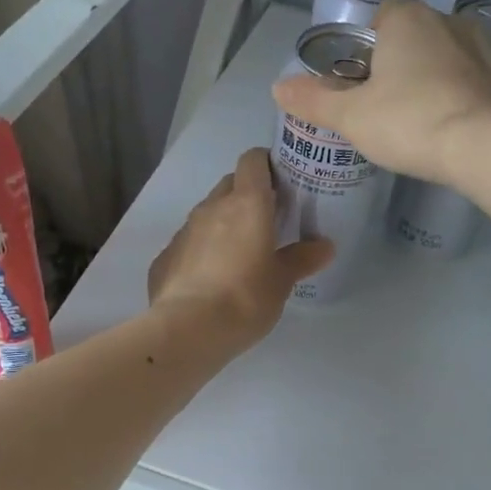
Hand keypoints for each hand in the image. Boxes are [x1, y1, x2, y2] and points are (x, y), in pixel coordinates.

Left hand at [148, 147, 333, 350]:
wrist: (187, 329)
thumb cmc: (245, 298)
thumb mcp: (282, 281)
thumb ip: (302, 259)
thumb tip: (325, 246)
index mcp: (246, 204)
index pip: (253, 161)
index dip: (267, 164)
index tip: (281, 183)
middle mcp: (212, 208)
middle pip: (230, 184)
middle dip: (247, 195)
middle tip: (266, 222)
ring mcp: (184, 231)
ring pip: (207, 214)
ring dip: (223, 224)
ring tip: (239, 254)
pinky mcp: (165, 257)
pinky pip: (189, 244)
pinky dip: (201, 252)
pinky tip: (210, 280)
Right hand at [272, 0, 490, 183]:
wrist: (483, 146)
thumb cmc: (409, 120)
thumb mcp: (351, 116)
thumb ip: (314, 101)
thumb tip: (278, 87)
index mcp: (407, 18)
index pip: (383, 12)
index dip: (368, 40)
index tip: (360, 73)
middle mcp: (447, 20)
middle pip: (414, 33)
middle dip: (399, 59)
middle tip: (383, 100)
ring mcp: (481, 48)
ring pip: (445, 54)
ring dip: (431, 75)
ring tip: (415, 115)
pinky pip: (469, 79)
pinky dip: (456, 93)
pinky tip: (445, 124)